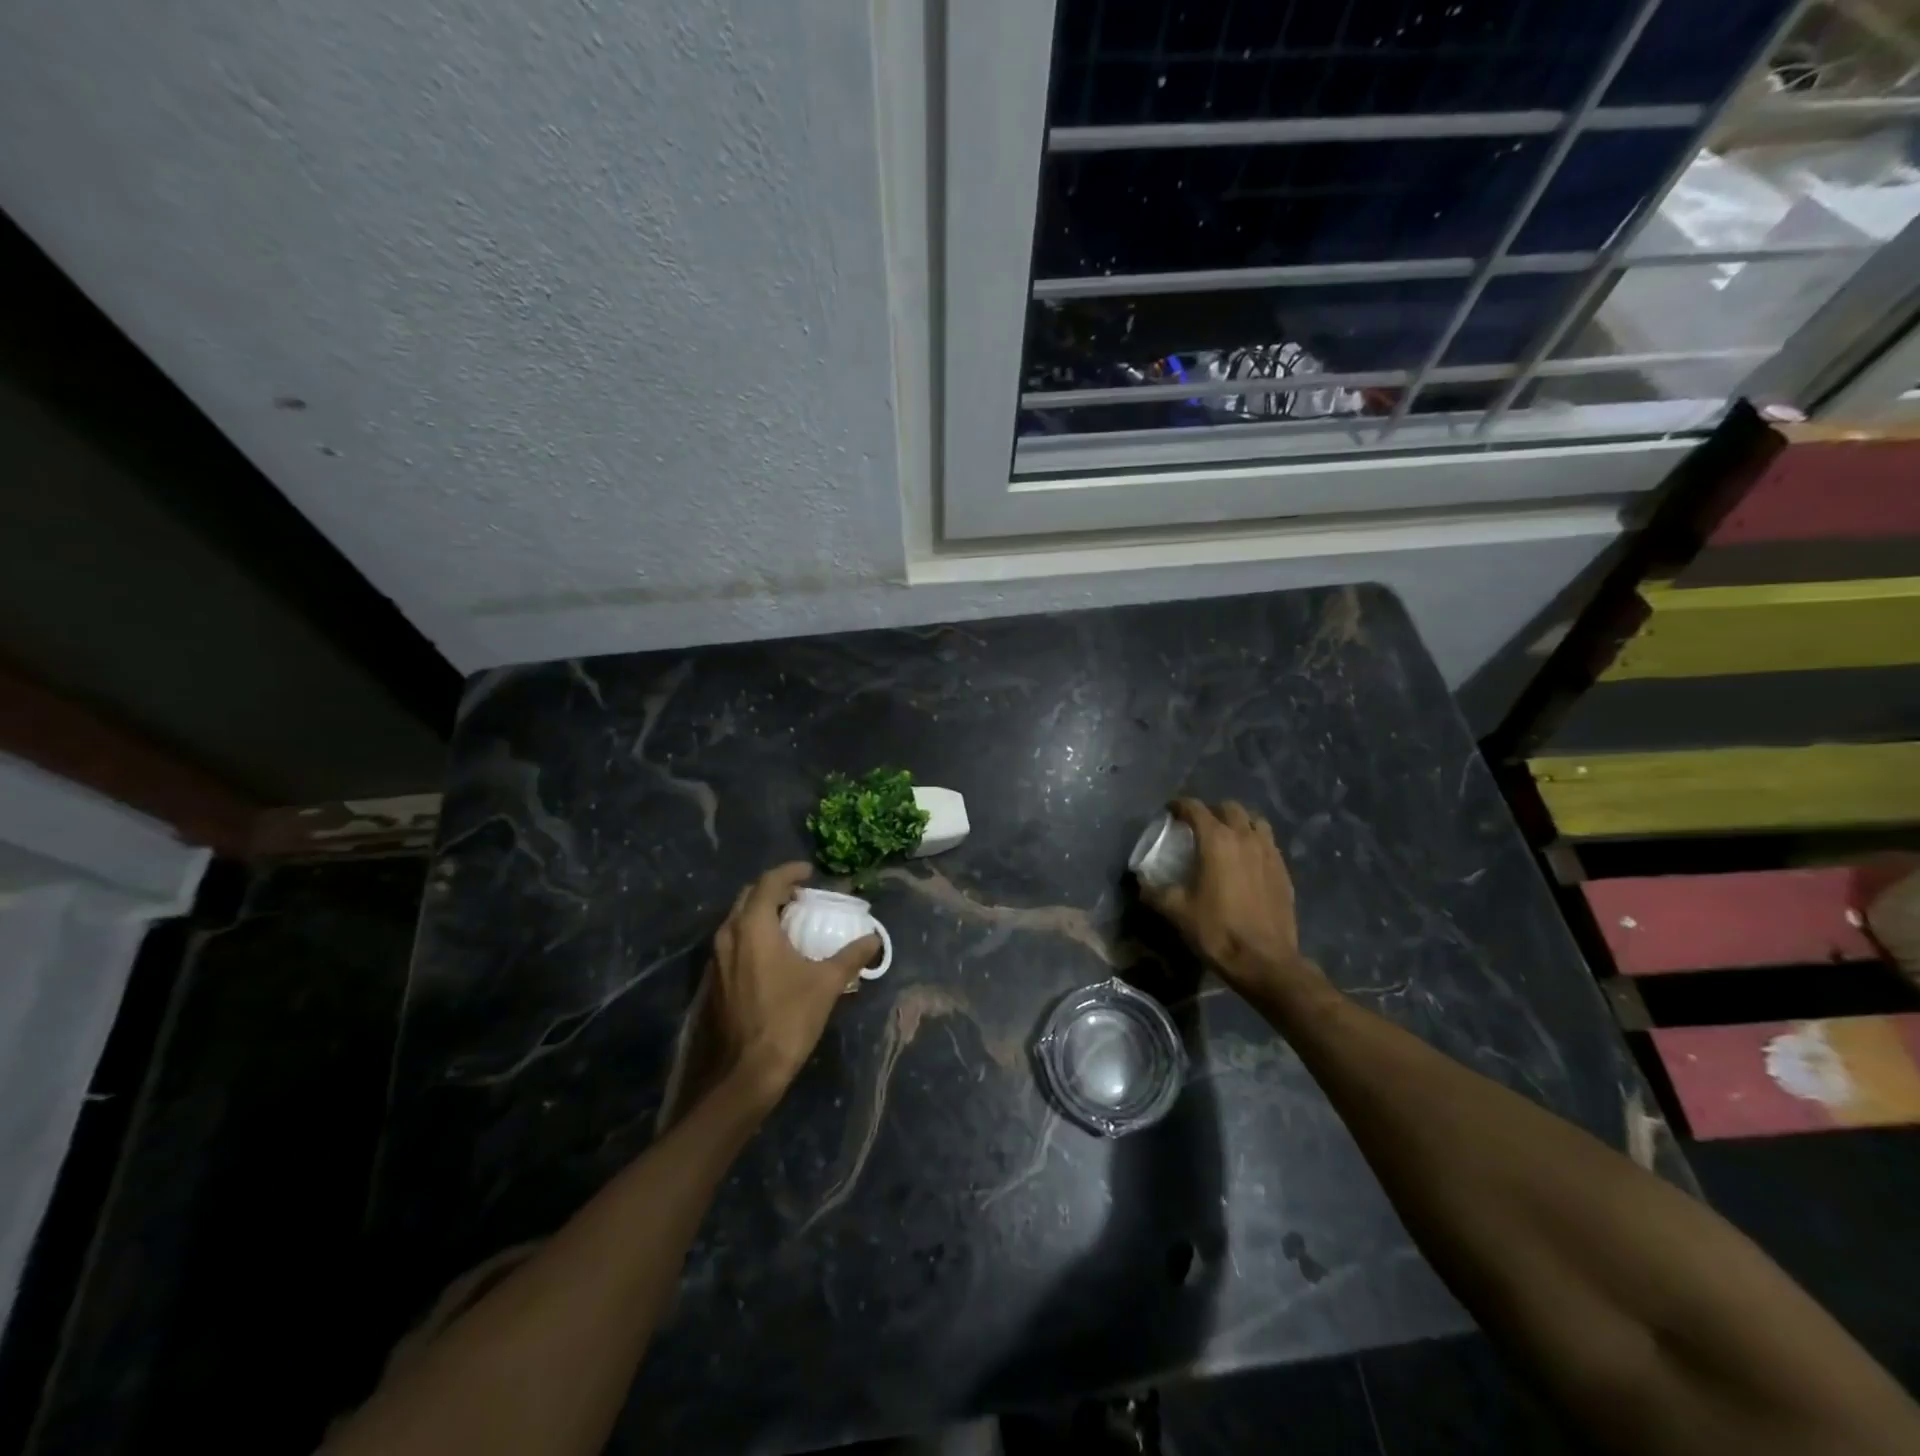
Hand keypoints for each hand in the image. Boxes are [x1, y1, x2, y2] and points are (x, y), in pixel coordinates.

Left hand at [708, 862, 879, 1106]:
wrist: (746, 1072)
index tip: (811, 872)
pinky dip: (753, 933)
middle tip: (801, 895)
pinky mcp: (714, 979)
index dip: (791, 872)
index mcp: (753, 926)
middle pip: (749, 896)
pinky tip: (774, 950)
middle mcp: (729, 934)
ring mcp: (717, 958)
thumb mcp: (827, 983)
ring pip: (738, 919)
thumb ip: (852, 956)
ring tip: (790, 919)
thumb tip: (874, 938)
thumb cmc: (788, 1018)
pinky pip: (733, 940)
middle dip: (774, 889)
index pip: (769, 882)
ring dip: (762, 911)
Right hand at [1140, 799, 1327, 1005]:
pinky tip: (1247, 861)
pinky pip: (1268, 843)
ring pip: (1255, 821)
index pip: (1195, 808)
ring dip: (1238, 822)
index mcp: (1216, 840)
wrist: (1265, 961)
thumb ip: (1155, 892)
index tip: (1170, 811)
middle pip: (1229, 808)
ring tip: (1227, 837)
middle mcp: (1245, 837)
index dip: (1180, 805)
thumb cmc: (1217, 931)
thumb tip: (1141, 883)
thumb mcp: (1177, 912)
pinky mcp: (1283, 870)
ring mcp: (1269, 852)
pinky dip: (1255, 842)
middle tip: (1198, 826)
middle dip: (1211, 811)